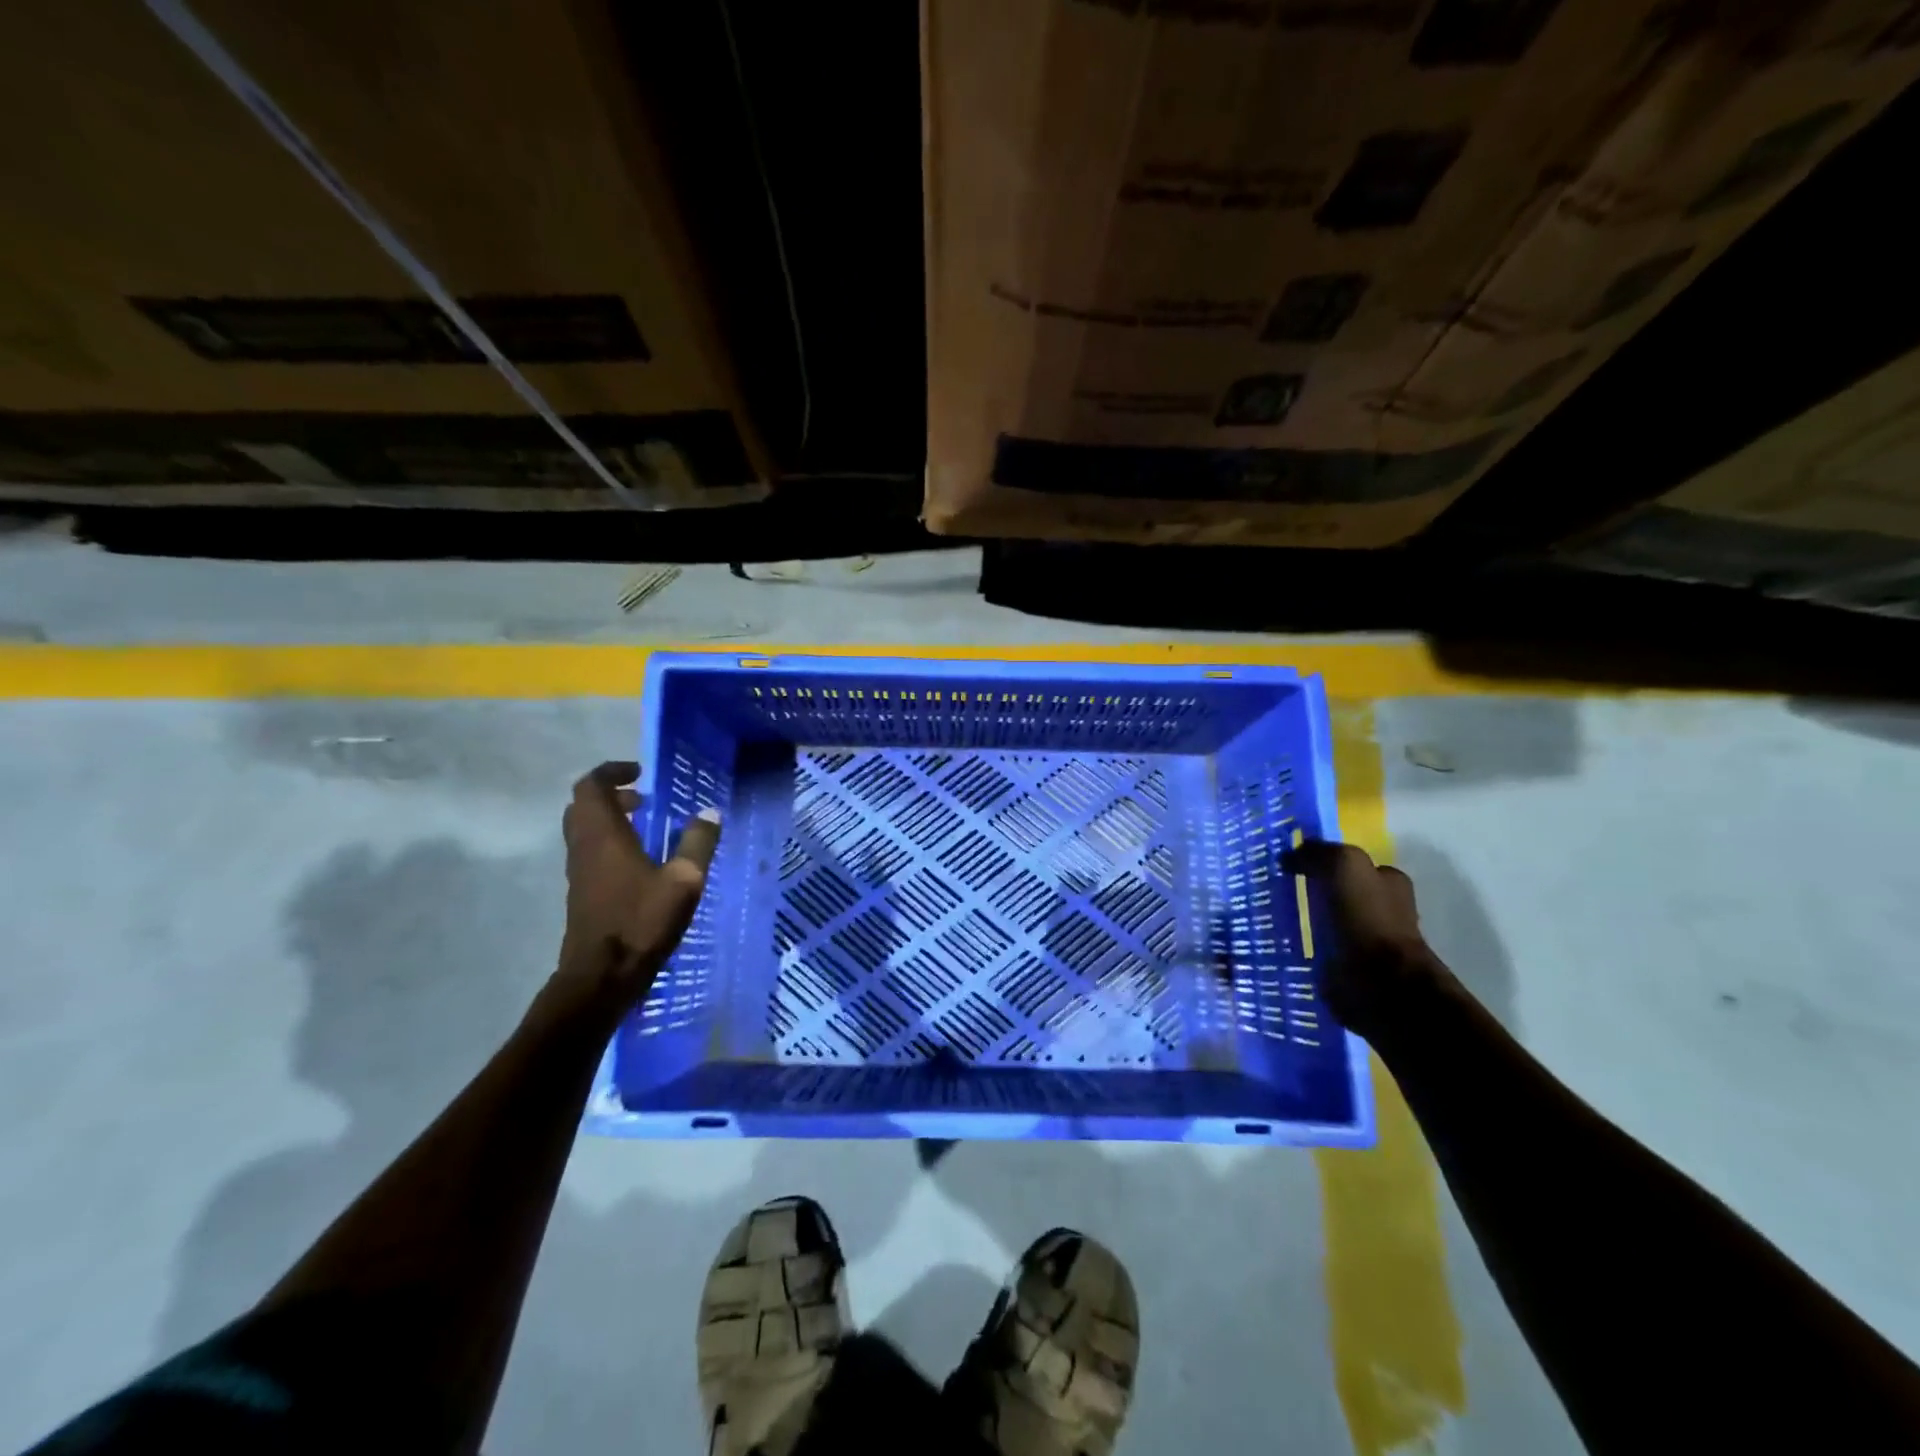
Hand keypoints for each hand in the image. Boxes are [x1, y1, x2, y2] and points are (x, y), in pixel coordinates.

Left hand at [556, 760, 720, 1011]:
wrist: (601, 978)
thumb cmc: (642, 923)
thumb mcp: (684, 882)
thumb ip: (698, 844)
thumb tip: (710, 812)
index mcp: (604, 836)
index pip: (592, 786)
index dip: (613, 772)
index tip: (640, 773)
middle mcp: (584, 848)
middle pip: (583, 806)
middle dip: (611, 795)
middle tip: (644, 798)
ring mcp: (579, 872)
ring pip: (584, 830)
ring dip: (610, 819)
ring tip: (646, 825)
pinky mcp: (582, 893)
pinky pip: (589, 852)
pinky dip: (609, 842)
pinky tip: (640, 861)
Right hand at [1284, 839, 1455, 1039]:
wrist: (1380, 984)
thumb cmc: (1367, 919)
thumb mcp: (1345, 866)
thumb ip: (1319, 853)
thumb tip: (1290, 855)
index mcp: (1389, 882)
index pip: (1352, 865)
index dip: (1323, 863)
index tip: (1290, 867)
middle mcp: (1383, 909)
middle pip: (1340, 893)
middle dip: (1314, 892)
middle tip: (1277, 892)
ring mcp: (1367, 942)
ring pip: (1329, 922)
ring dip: (1307, 921)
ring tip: (1273, 919)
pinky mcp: (1352, 970)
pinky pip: (1321, 951)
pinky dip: (1304, 948)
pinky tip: (1283, 945)